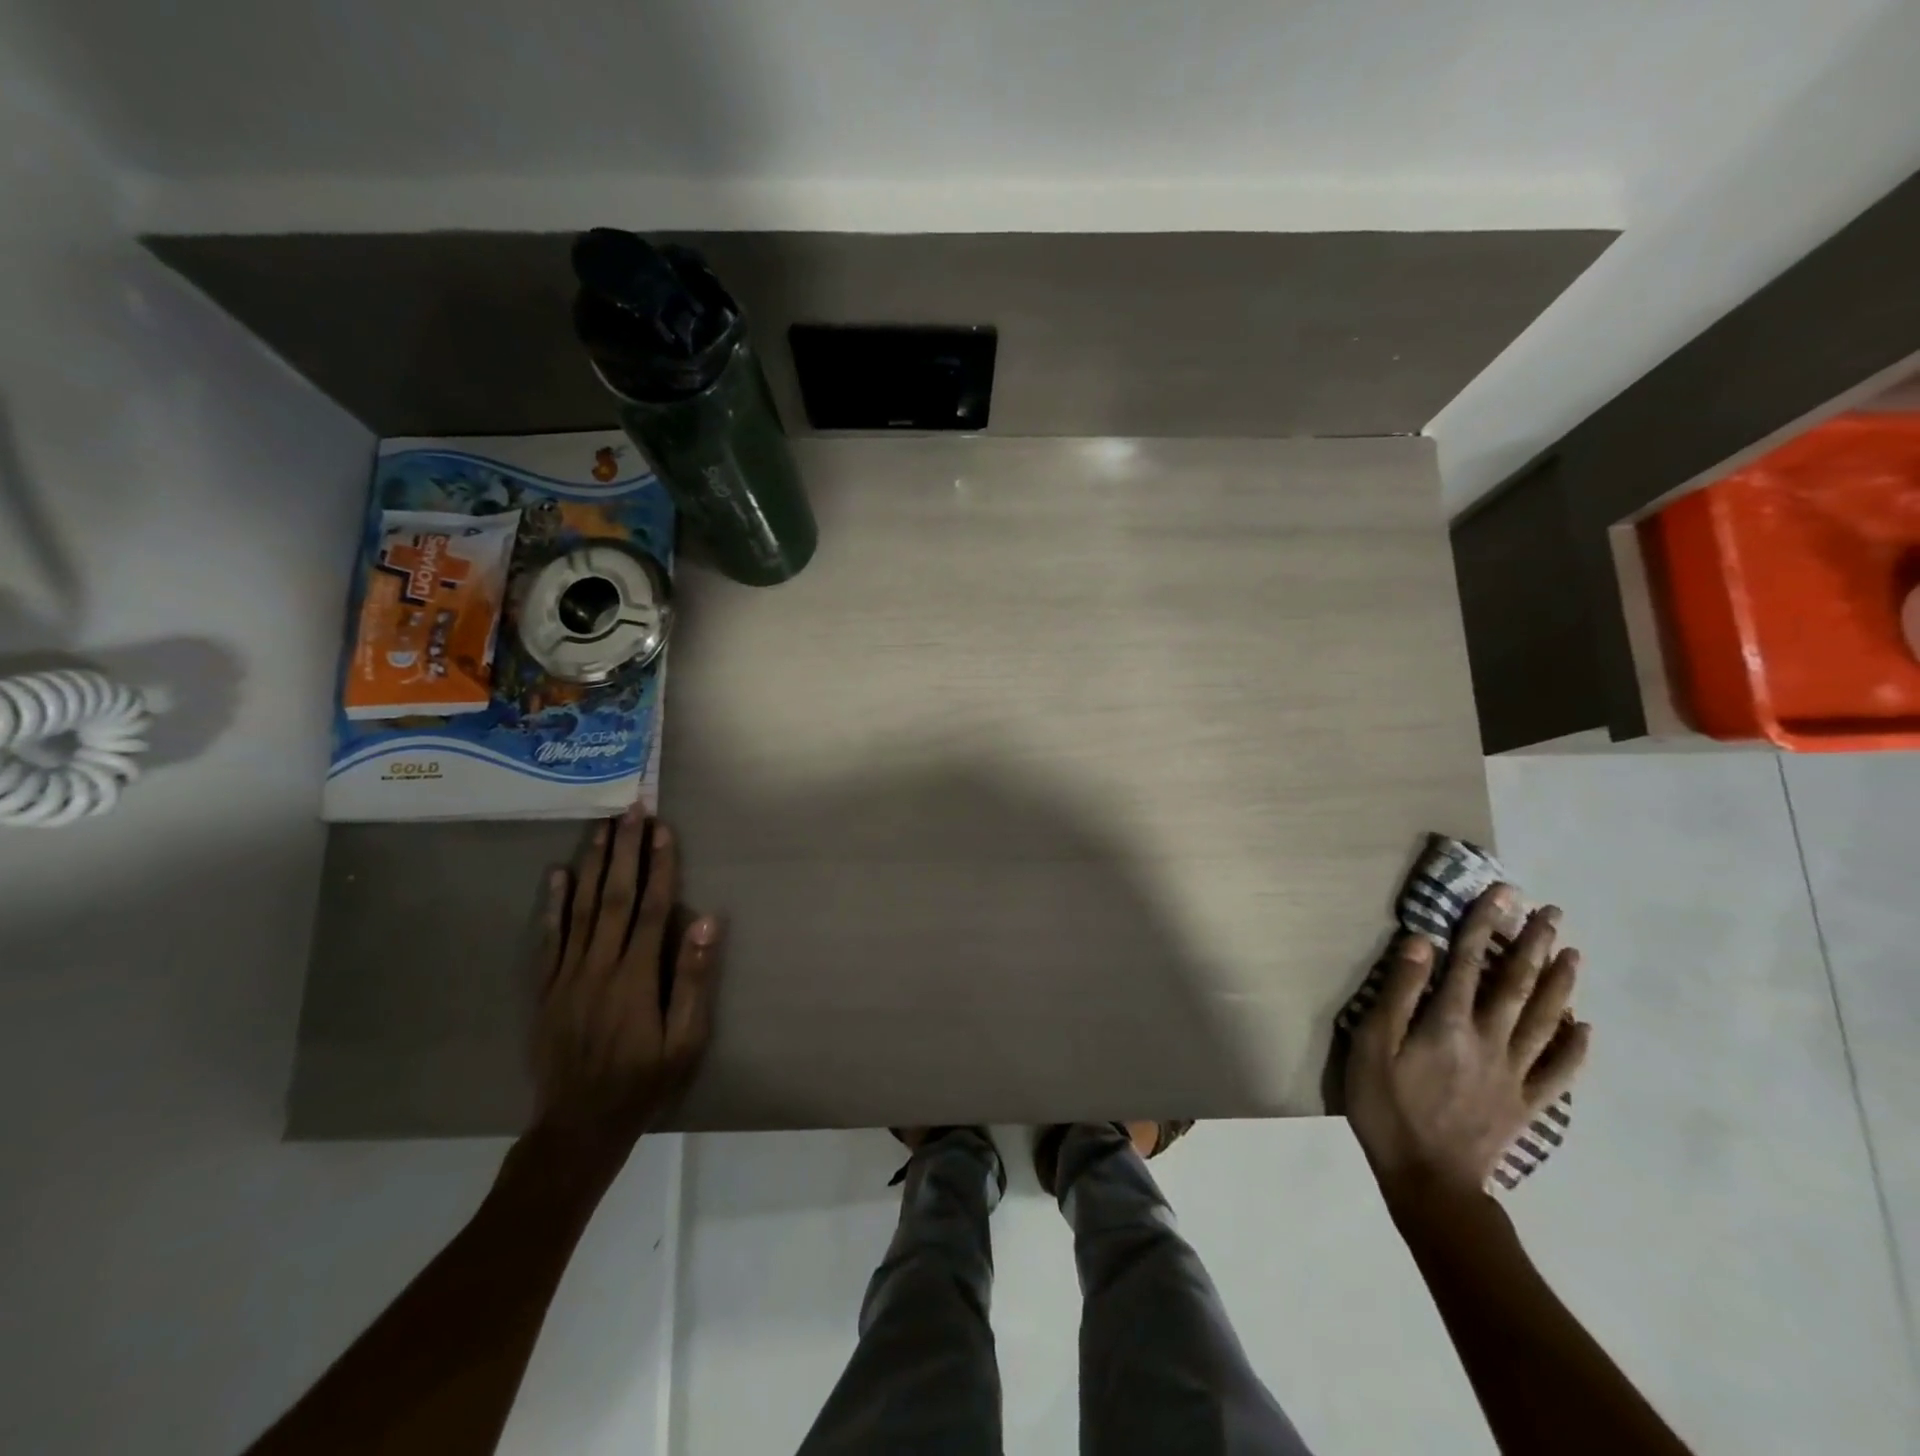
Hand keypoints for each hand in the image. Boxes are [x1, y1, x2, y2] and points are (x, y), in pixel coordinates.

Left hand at [531, 807, 723, 1146]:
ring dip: (591, 864)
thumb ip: (694, 980)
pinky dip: (552, 904)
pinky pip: (548, 938)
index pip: (651, 909)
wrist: (578, 1125)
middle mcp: (599, 967)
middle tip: (630, 810)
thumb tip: (707, 922)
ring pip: (579, 908)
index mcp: (636, 977)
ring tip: (599, 826)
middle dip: (623, 850)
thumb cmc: (644, 1082)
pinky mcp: (546, 988)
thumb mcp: (685, 1041)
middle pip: (613, 897)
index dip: (659, 866)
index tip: (663, 829)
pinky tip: (557, 874)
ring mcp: (567, 976)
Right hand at [1346, 884, 1590, 1201]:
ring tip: (1573, 953)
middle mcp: (1490, 1039)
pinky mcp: (1526, 1104)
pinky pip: (1559, 1071)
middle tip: (1551, 913)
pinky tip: (1585, 1027)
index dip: (1485, 924)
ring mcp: (1515, 1073)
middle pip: (1517, 984)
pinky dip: (1575, 1046)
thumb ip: (1398, 993)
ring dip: (1560, 984)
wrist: (1429, 1181)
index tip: (1502, 892)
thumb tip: (1420, 943)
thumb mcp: (1373, 1046)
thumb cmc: (1387, 1107)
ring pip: (1545, 1019)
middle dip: (1534, 945)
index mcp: (1450, 1022)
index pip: (1469, 961)